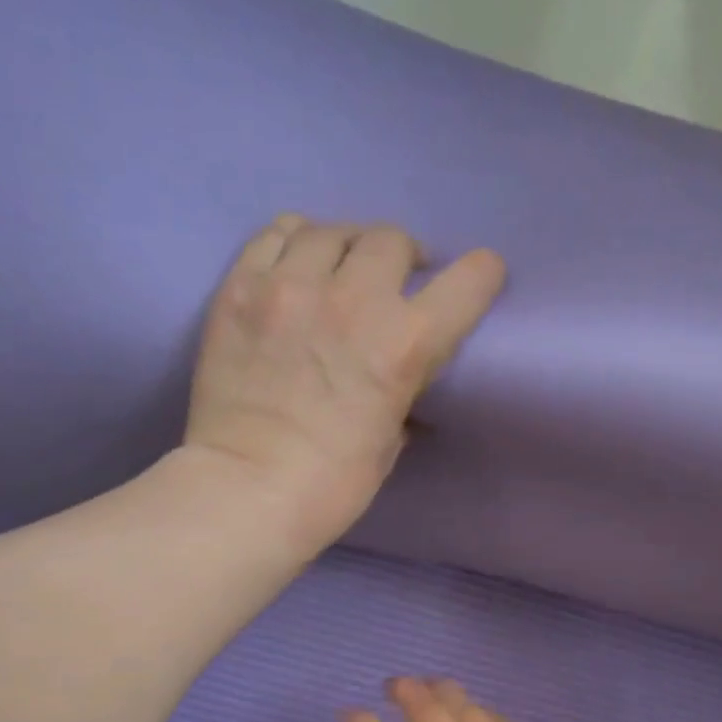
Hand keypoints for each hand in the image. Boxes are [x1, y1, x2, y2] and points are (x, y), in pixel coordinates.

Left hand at [185, 215, 504, 547]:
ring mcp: (289, 286)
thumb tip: (396, 381)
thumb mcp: (390, 440)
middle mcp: (353, 299)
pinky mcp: (240, 288)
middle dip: (402, 258)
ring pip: (330, 230)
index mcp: (404, 345)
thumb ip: (400, 393)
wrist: (245, 491)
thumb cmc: (332, 485)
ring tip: (339, 268)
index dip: (480, 275)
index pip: (467, 282)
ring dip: (346, 247)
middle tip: (392, 281)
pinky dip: (294, 243)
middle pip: (391, 240)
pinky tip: (294, 265)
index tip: (477, 277)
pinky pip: (275, 235)